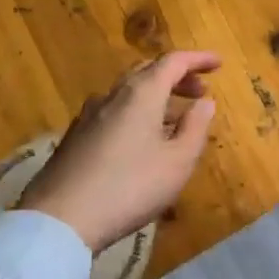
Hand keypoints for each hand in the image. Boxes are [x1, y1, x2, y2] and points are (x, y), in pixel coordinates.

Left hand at [21, 52, 219, 251]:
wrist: (60, 219)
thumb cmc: (130, 186)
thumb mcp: (177, 162)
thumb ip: (195, 127)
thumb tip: (205, 102)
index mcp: (141, 93)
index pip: (173, 61)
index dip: (198, 59)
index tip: (218, 63)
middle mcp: (113, 95)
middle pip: (147, 71)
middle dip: (176, 76)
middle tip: (199, 91)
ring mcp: (89, 115)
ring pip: (128, 92)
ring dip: (155, 97)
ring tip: (174, 119)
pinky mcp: (75, 137)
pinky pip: (113, 111)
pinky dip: (135, 113)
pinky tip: (140, 140)